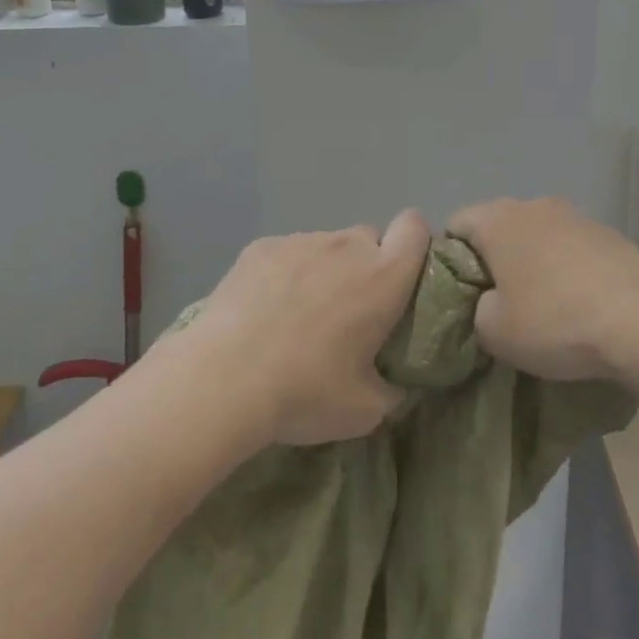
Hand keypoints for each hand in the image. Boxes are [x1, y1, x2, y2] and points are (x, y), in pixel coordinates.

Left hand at [192, 211, 430, 446]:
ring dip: (325, 270)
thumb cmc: (305, 391)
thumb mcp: (366, 410)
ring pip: (327, 246)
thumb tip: (393, 383)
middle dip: (366, 265)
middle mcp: (347, 246)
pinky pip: (288, 253)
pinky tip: (264, 310)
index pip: (416, 228)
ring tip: (298, 314)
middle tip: (348, 310)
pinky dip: (285, 274)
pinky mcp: (262, 247)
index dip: (415, 245)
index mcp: (384, 277)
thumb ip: (392, 389)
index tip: (403, 277)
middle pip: (369, 238)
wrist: (222, 379)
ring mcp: (302, 241)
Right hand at [448, 197, 638, 385]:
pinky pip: (572, 247)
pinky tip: (580, 302)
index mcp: (498, 219)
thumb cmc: (555, 321)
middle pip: (499, 226)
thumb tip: (490, 300)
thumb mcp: (493, 332)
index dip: (450, 259)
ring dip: (533, 261)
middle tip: (499, 301)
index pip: (456, 224)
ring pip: (538, 235)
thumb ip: (477, 309)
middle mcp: (535, 205)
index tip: (462, 294)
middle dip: (494, 259)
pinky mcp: (610, 234)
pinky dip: (567, 267)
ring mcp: (577, 216)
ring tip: (544, 304)